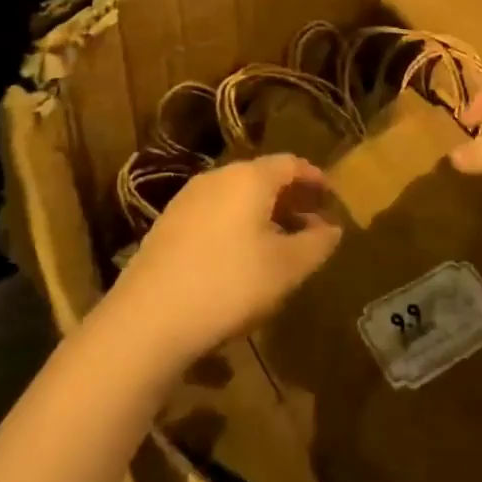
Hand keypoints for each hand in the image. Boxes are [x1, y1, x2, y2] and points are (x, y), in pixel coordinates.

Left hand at [109, 155, 340, 365]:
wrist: (148, 318)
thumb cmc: (230, 284)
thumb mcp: (286, 268)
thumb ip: (316, 244)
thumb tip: (332, 228)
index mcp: (249, 177)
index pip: (291, 164)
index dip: (315, 179)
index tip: (332, 198)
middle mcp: (217, 177)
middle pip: (262, 178)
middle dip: (290, 198)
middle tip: (312, 222)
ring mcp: (187, 199)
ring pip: (236, 196)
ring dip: (263, 213)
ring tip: (281, 242)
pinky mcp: (167, 225)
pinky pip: (214, 213)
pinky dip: (237, 225)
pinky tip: (241, 257)